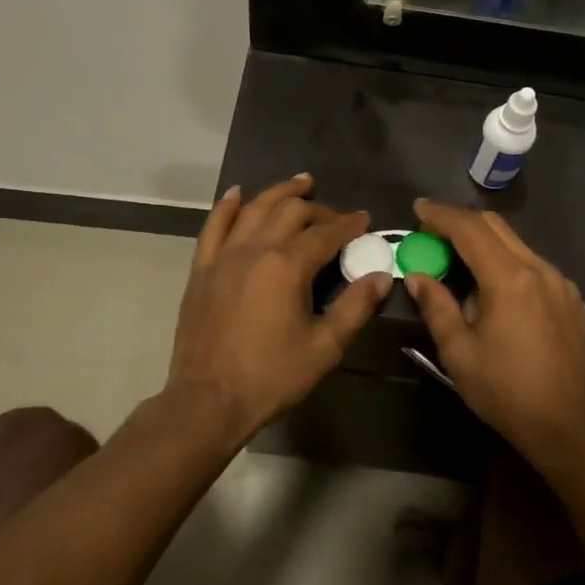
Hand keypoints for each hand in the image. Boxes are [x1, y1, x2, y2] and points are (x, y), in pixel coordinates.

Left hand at [167, 175, 390, 436]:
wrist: (208, 401)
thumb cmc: (271, 377)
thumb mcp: (324, 347)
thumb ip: (356, 307)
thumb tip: (382, 276)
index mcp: (288, 266)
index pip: (325, 233)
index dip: (349, 224)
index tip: (365, 219)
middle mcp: (255, 249)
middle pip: (290, 212)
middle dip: (318, 209)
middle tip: (336, 216)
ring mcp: (223, 256)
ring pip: (254, 209)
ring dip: (279, 192)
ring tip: (300, 183)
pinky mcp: (202, 269)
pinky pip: (213, 226)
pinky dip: (227, 206)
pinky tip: (238, 194)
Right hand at [401, 198, 584, 466]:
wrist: (569, 427)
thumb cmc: (506, 392)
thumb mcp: (458, 353)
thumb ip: (436, 307)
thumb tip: (417, 277)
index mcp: (510, 279)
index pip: (470, 229)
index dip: (441, 215)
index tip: (418, 208)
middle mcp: (541, 270)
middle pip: (496, 227)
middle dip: (461, 223)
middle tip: (433, 234)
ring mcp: (562, 284)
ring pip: (518, 246)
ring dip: (485, 246)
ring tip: (460, 267)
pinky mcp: (574, 301)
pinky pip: (535, 268)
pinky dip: (509, 266)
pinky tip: (497, 295)